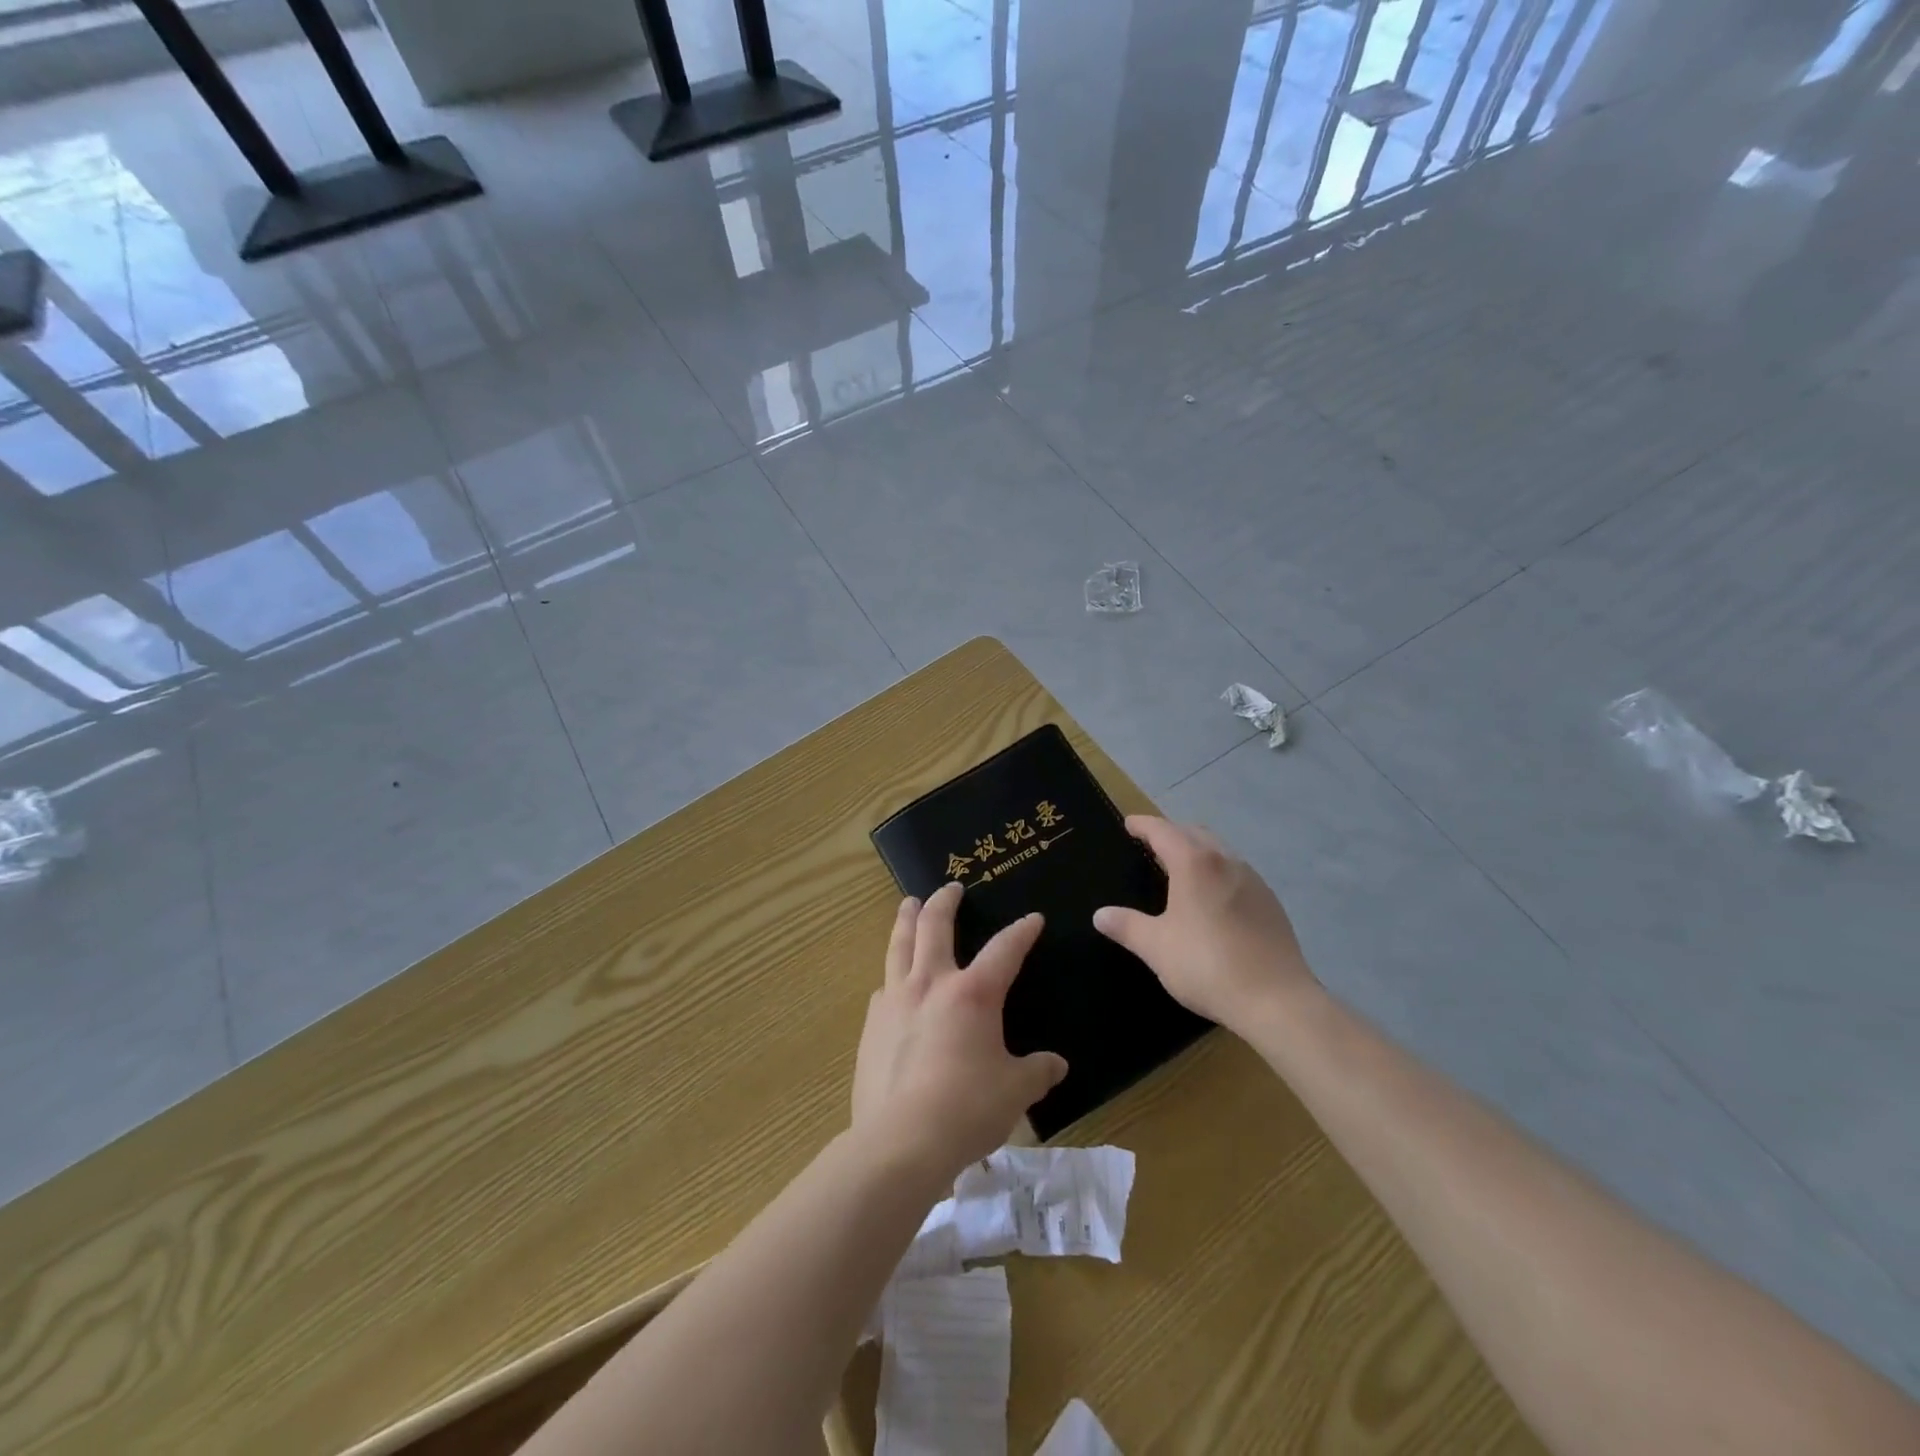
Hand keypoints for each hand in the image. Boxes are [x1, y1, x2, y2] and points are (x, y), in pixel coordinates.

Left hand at [852, 884, 1067, 1188]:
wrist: (900, 1142)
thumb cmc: (967, 1110)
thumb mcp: (1015, 1092)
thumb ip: (1036, 1072)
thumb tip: (1056, 1065)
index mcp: (973, 994)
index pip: (1004, 949)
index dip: (1021, 932)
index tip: (1032, 919)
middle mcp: (931, 984)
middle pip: (935, 926)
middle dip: (945, 902)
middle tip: (950, 888)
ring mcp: (895, 1001)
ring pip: (899, 945)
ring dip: (906, 920)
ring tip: (908, 904)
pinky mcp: (871, 1026)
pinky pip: (883, 987)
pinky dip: (892, 975)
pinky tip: (892, 982)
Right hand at [1093, 816, 1317, 1031]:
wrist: (1277, 1001)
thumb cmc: (1207, 966)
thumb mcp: (1157, 947)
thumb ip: (1127, 926)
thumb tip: (1100, 915)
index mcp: (1195, 864)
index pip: (1163, 831)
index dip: (1143, 825)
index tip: (1129, 823)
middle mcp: (1226, 861)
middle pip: (1194, 833)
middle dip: (1171, 832)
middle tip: (1151, 844)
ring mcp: (1253, 880)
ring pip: (1220, 851)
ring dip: (1197, 849)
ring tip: (1180, 867)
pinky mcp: (1270, 902)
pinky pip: (1236, 872)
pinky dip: (1217, 870)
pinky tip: (1212, 897)